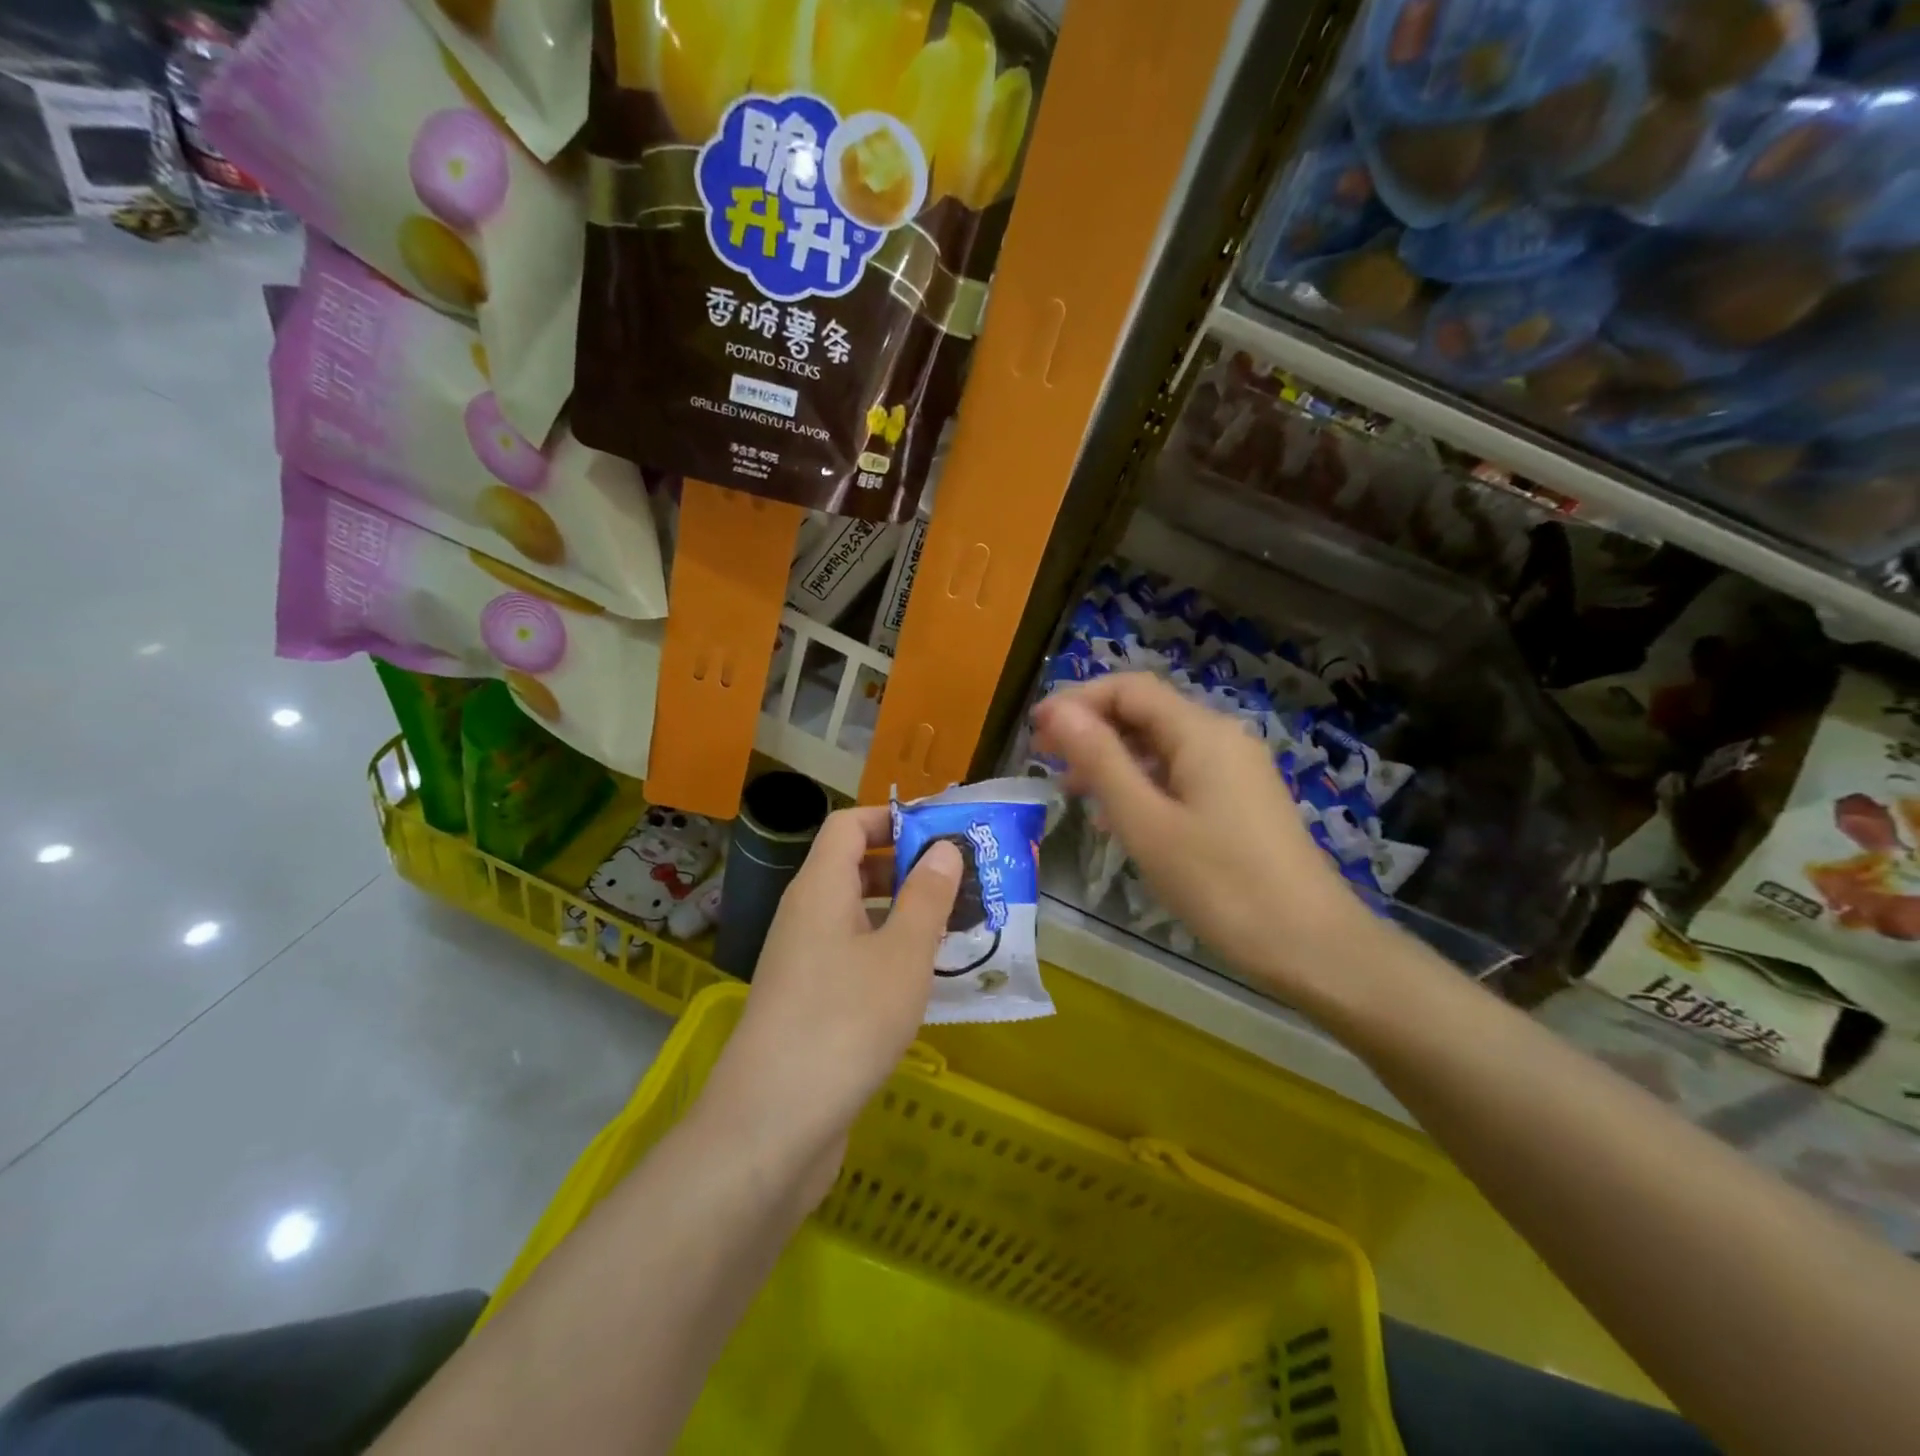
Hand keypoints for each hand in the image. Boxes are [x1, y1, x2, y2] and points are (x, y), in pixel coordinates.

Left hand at [697, 807, 960, 1208]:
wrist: (772, 1125)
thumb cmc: (845, 1021)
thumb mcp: (902, 954)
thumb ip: (927, 897)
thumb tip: (943, 848)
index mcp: (820, 888)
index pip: (849, 824)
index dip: (894, 817)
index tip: (943, 830)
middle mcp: (805, 915)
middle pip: (854, 867)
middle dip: (908, 867)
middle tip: (963, 881)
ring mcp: (803, 961)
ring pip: (857, 916)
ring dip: (903, 914)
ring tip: (957, 928)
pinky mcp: (808, 1002)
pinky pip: (853, 956)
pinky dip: (888, 954)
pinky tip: (926, 981)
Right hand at [1030, 672, 1375, 998]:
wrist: (1311, 946)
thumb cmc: (1220, 884)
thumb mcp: (1146, 822)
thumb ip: (1100, 761)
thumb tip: (1058, 712)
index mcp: (1201, 733)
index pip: (1129, 689)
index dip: (1077, 701)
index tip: (1035, 731)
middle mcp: (1222, 738)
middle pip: (1146, 712)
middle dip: (1092, 729)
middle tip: (1046, 761)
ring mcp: (1237, 770)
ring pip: (1162, 746)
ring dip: (1114, 758)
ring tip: (1074, 791)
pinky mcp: (1242, 800)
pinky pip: (1182, 774)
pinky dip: (1143, 782)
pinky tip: (1121, 817)